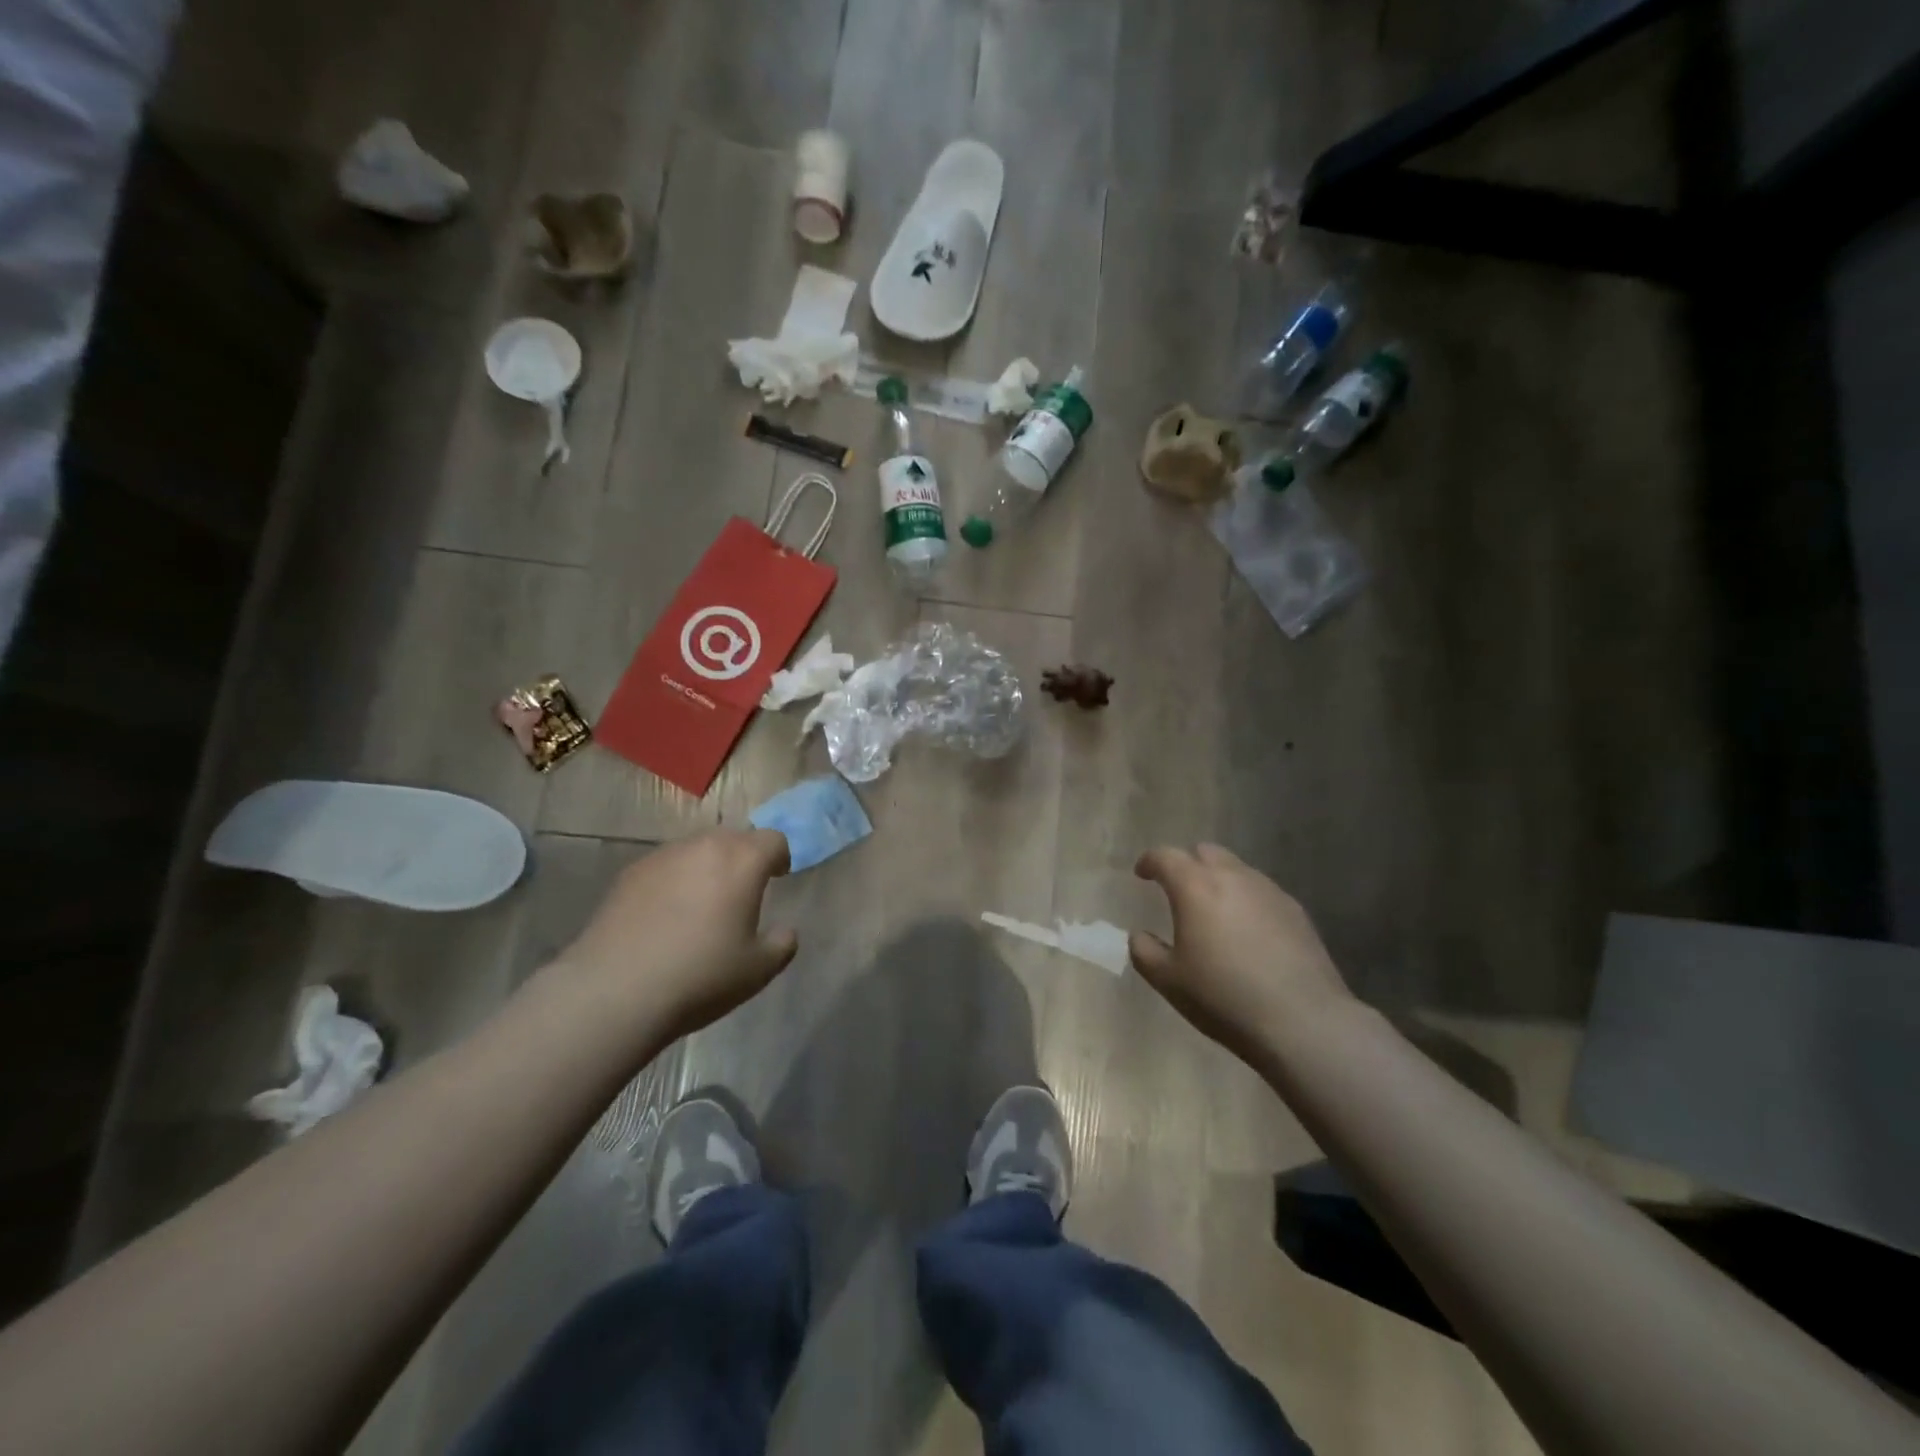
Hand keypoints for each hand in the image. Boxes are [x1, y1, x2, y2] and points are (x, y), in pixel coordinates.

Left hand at [547, 829, 797, 1042]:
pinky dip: (674, 881)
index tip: (777, 880)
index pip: (774, 840)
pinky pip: (664, 867)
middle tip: (741, 893)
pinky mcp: (629, 873)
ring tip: (700, 905)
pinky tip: (664, 917)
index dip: (780, 858)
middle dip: (743, 859)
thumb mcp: (759, 970)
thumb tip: (784, 931)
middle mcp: (703, 847)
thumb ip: (782, 943)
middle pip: (734, 838)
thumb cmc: (700, 976)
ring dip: (706, 867)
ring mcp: (662, 857)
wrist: (615, 992)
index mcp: (742, 861)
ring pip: (696, 850)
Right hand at [1130, 844, 1351, 1064]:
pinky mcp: (1296, 911)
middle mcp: (1233, 877)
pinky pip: (1262, 892)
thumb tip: (1139, 936)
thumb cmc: (1223, 997)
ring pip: (1237, 870)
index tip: (1142, 874)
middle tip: (1178, 889)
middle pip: (1205, 852)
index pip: (1166, 856)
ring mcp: (1269, 891)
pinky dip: (1246, 901)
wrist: (1302, 1020)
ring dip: (1219, 881)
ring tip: (1215, 913)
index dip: (1150, 861)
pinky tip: (1248, 933)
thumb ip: (1144, 951)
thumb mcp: (1168, 981)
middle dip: (1187, 864)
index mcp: (1195, 887)